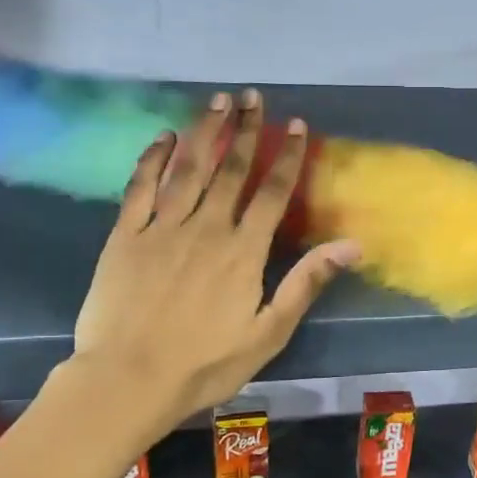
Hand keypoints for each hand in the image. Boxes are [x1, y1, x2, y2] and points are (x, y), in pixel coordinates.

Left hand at [68, 90, 358, 437]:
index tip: (295, 125)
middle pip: (229, 170)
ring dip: (204, 132)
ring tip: (216, 101)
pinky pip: (140, 188)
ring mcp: (161, 229)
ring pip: (187, 169)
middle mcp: (205, 228)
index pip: (272, 193)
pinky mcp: (125, 237)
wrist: (129, 380)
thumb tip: (352, 244)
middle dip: (244, 130)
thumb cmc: (206, 365)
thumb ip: (306, 283)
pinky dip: (153, 159)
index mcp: (243, 252)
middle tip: (251, 97)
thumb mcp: (269, 333)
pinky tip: (163, 137)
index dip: (286, 157)